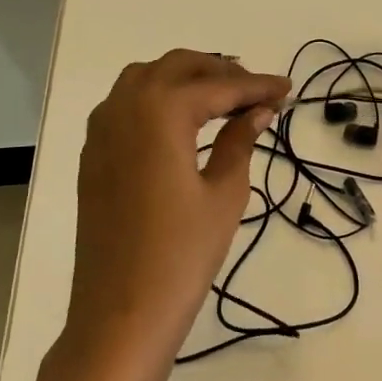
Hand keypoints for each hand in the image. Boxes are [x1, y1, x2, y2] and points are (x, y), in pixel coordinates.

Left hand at [22, 50, 288, 380]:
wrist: (120, 313)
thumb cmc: (181, 255)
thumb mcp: (224, 194)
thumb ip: (240, 142)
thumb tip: (257, 111)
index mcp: (161, 111)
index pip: (218, 87)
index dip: (257, 86)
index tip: (288, 88)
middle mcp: (125, 107)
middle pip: (177, 67)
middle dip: (220, 72)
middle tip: (256, 91)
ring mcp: (102, 131)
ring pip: (145, 78)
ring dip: (184, 78)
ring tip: (221, 98)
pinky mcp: (93, 155)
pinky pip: (124, 104)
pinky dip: (156, 98)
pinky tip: (179, 122)